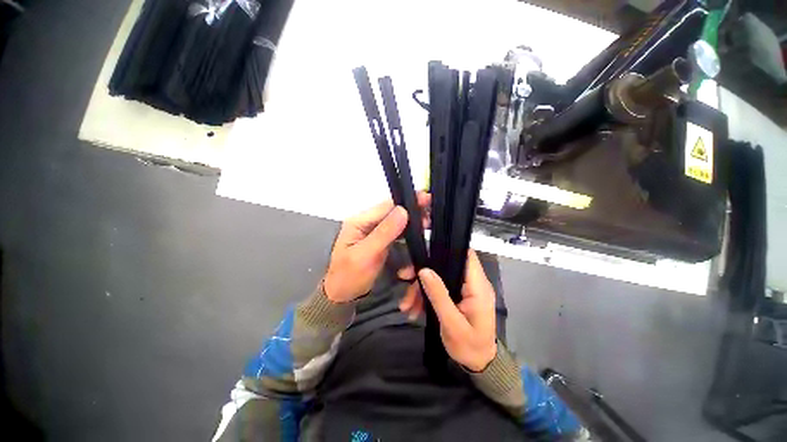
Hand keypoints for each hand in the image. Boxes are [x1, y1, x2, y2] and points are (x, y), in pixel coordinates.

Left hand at [323, 193, 430, 302]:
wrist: (342, 295)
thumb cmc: (350, 277)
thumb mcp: (365, 255)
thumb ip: (384, 233)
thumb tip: (403, 211)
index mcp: (359, 221)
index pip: (386, 206)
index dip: (407, 203)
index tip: (426, 200)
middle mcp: (366, 222)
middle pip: (392, 211)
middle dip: (412, 211)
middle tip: (430, 215)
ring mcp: (372, 231)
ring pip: (396, 220)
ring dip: (411, 221)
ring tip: (427, 223)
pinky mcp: (379, 240)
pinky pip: (395, 231)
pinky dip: (407, 231)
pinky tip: (416, 232)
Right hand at [399, 250, 497, 371]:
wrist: (479, 365)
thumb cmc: (469, 346)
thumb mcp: (452, 323)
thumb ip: (439, 295)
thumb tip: (424, 270)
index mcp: (477, 286)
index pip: (466, 255)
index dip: (448, 249)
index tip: (425, 252)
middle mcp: (472, 283)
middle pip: (446, 266)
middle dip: (423, 273)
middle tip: (404, 279)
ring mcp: (464, 289)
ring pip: (439, 278)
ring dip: (420, 288)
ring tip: (406, 306)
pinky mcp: (457, 296)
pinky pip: (439, 289)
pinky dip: (425, 296)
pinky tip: (413, 310)